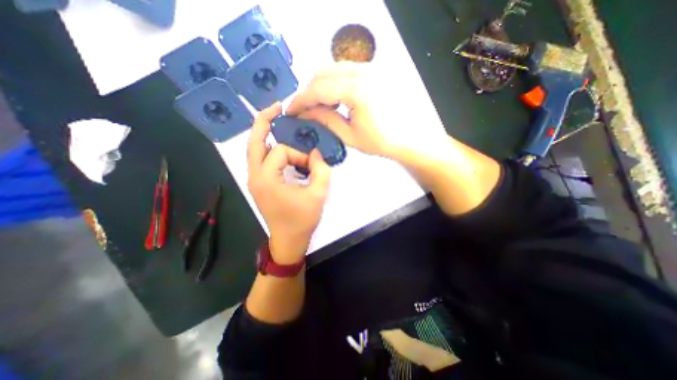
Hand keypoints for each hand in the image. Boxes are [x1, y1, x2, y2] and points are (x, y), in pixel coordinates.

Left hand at [248, 104, 332, 263]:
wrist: (288, 240)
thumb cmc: (302, 220)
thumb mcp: (318, 194)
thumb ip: (321, 170)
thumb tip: (316, 153)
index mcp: (266, 178)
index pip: (282, 152)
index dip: (300, 155)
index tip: (312, 165)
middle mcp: (255, 176)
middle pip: (254, 141)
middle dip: (264, 121)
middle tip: (277, 107)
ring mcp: (254, 180)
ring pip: (255, 150)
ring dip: (265, 134)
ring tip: (277, 122)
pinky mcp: (259, 184)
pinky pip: (260, 160)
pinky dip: (269, 149)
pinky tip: (281, 147)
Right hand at [285, 60, 447, 159]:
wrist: (409, 138)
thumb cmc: (380, 141)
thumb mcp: (349, 135)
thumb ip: (326, 119)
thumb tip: (305, 112)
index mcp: (356, 90)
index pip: (318, 89)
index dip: (300, 100)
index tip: (290, 111)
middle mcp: (363, 71)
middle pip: (323, 72)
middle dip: (308, 91)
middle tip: (304, 109)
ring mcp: (370, 68)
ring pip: (333, 68)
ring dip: (320, 85)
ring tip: (318, 105)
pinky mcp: (374, 71)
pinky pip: (345, 70)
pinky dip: (333, 81)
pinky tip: (334, 98)